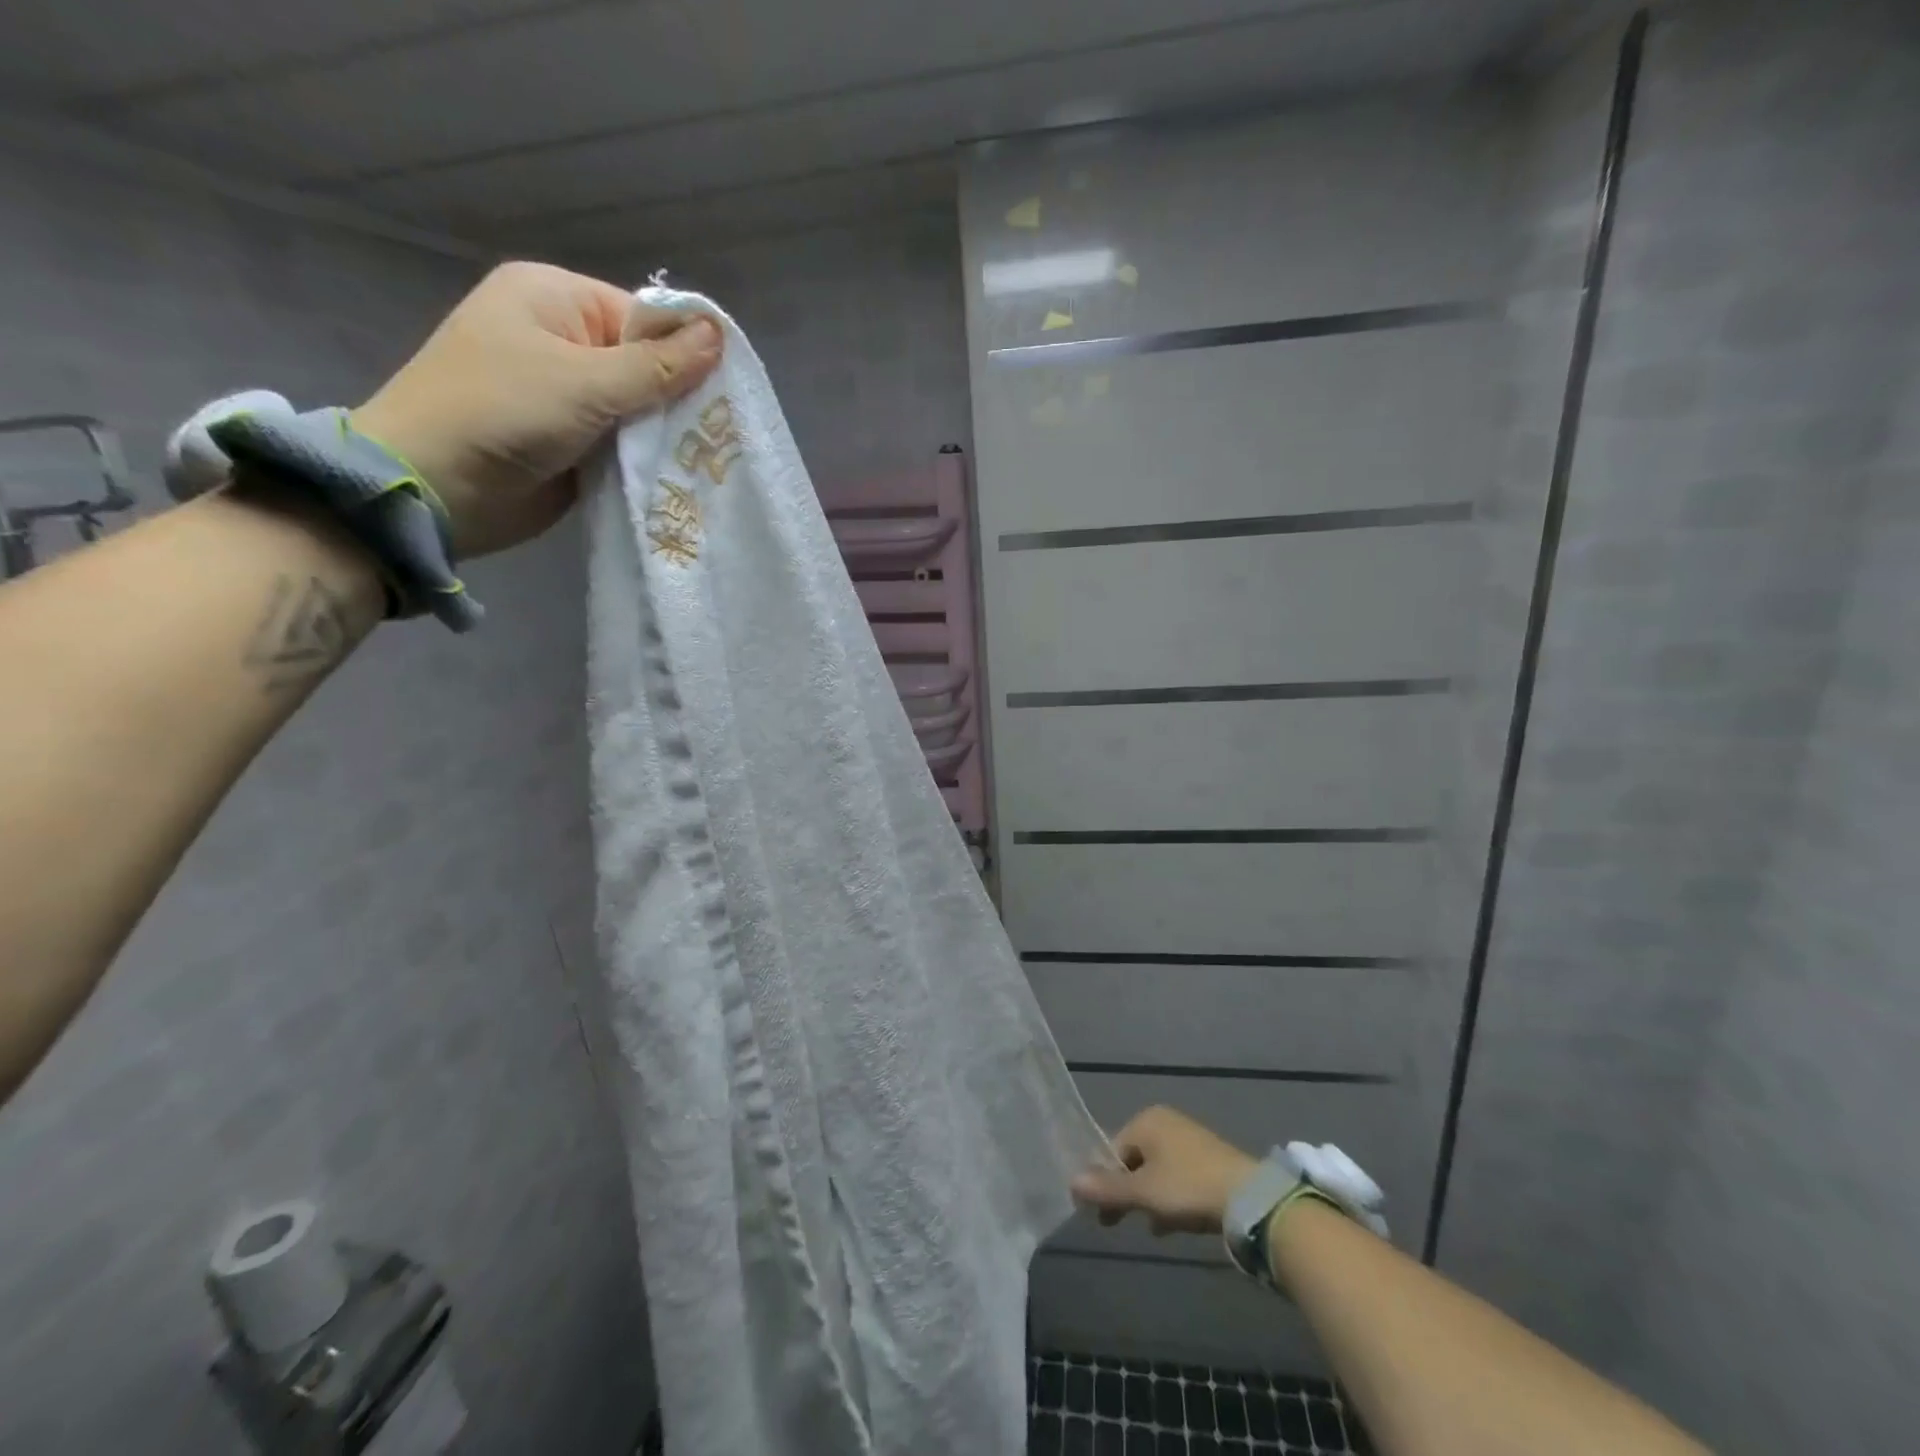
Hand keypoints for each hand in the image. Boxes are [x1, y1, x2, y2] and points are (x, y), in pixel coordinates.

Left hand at [352, 261, 722, 558]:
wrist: (436, 488)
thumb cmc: (503, 412)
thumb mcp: (587, 382)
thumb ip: (658, 366)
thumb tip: (719, 334)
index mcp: (554, 299)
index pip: (643, 316)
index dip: (686, 351)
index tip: (725, 393)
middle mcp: (562, 341)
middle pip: (645, 364)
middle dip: (680, 399)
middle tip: (721, 433)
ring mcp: (567, 397)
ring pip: (639, 410)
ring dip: (667, 435)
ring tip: (710, 459)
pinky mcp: (573, 444)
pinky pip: (624, 444)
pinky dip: (648, 459)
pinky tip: (682, 474)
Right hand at [1071, 1105, 1257, 1235]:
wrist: (1248, 1198)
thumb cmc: (1187, 1187)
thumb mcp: (1143, 1193)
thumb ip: (1107, 1188)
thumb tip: (1071, 1182)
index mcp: (1147, 1120)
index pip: (1113, 1149)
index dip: (1104, 1181)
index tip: (1102, 1215)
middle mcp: (1166, 1122)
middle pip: (1134, 1159)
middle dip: (1126, 1191)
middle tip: (1118, 1223)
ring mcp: (1189, 1138)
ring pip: (1156, 1170)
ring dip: (1148, 1198)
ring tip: (1150, 1226)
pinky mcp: (1209, 1159)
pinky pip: (1177, 1177)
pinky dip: (1169, 1197)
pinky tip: (1170, 1224)